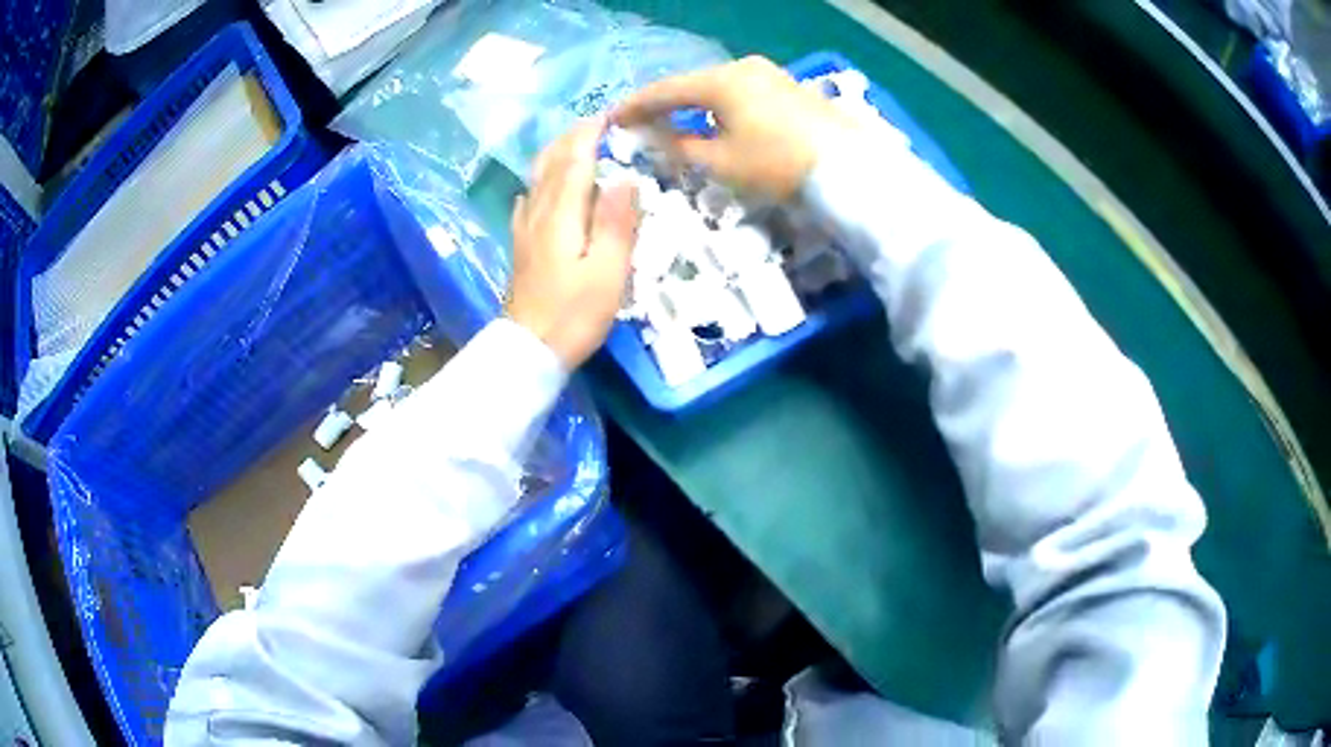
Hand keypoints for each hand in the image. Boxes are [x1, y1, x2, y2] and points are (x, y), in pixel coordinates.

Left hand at [506, 118, 640, 369]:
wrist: (529, 350)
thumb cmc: (574, 314)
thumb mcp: (607, 271)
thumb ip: (616, 222)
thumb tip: (624, 178)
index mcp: (562, 213)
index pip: (575, 161)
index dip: (589, 135)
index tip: (608, 116)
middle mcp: (538, 212)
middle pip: (551, 163)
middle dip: (571, 139)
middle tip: (595, 124)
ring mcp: (525, 229)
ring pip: (537, 178)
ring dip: (555, 155)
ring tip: (573, 144)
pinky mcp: (521, 246)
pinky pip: (528, 200)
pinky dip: (539, 182)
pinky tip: (540, 187)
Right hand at [613, 56, 852, 200]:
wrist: (847, 167)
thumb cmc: (778, 163)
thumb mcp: (722, 162)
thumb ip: (680, 146)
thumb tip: (653, 137)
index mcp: (721, 80)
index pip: (665, 90)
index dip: (635, 106)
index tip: (611, 119)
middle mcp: (742, 67)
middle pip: (692, 84)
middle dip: (664, 103)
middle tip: (638, 121)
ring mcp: (769, 74)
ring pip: (717, 87)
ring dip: (693, 105)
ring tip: (672, 122)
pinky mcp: (787, 87)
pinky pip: (740, 92)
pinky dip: (720, 106)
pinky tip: (715, 120)